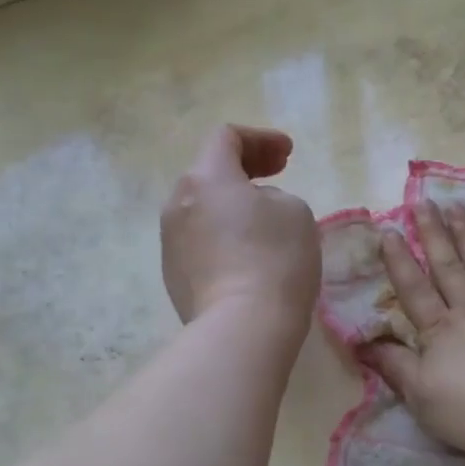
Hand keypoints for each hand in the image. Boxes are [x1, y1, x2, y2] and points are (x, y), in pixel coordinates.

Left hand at [161, 125, 318, 328]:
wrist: (242, 327)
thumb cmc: (275, 259)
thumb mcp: (295, 211)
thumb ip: (273, 196)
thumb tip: (254, 209)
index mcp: (206, 178)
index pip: (226, 138)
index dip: (260, 139)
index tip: (288, 155)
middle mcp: (177, 204)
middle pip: (209, 173)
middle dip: (244, 169)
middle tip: (276, 176)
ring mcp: (169, 243)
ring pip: (202, 210)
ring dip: (231, 206)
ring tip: (263, 220)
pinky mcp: (173, 277)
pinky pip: (200, 243)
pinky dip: (223, 237)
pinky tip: (247, 257)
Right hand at [363, 202, 464, 454]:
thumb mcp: (421, 396)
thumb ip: (394, 367)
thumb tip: (362, 344)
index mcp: (439, 330)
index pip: (413, 289)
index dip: (398, 261)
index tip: (388, 230)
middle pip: (447, 266)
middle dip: (433, 234)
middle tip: (424, 202)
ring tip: (457, 208)